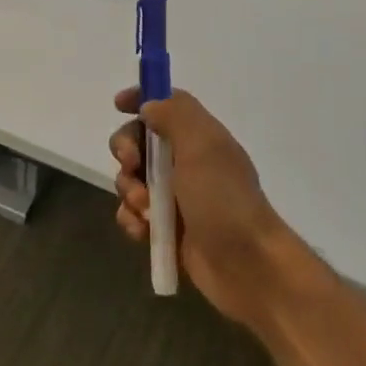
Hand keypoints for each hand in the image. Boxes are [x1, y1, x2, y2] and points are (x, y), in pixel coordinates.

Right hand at [109, 89, 322, 329]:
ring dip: (129, 191)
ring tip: (145, 211)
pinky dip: (132, 220)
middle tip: (132, 166)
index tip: (118, 105)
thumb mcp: (202, 146)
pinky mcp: (167, 228)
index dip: (141, 99)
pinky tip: (142, 232)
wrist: (247, 266)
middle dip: (126, 152)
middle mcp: (187, 162)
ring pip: (131, 180)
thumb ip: (174, 115)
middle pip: (139, 141)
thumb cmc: (223, 200)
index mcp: (200, 138)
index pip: (166, 105)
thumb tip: (149, 106)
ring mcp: (176, 197)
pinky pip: (134, 214)